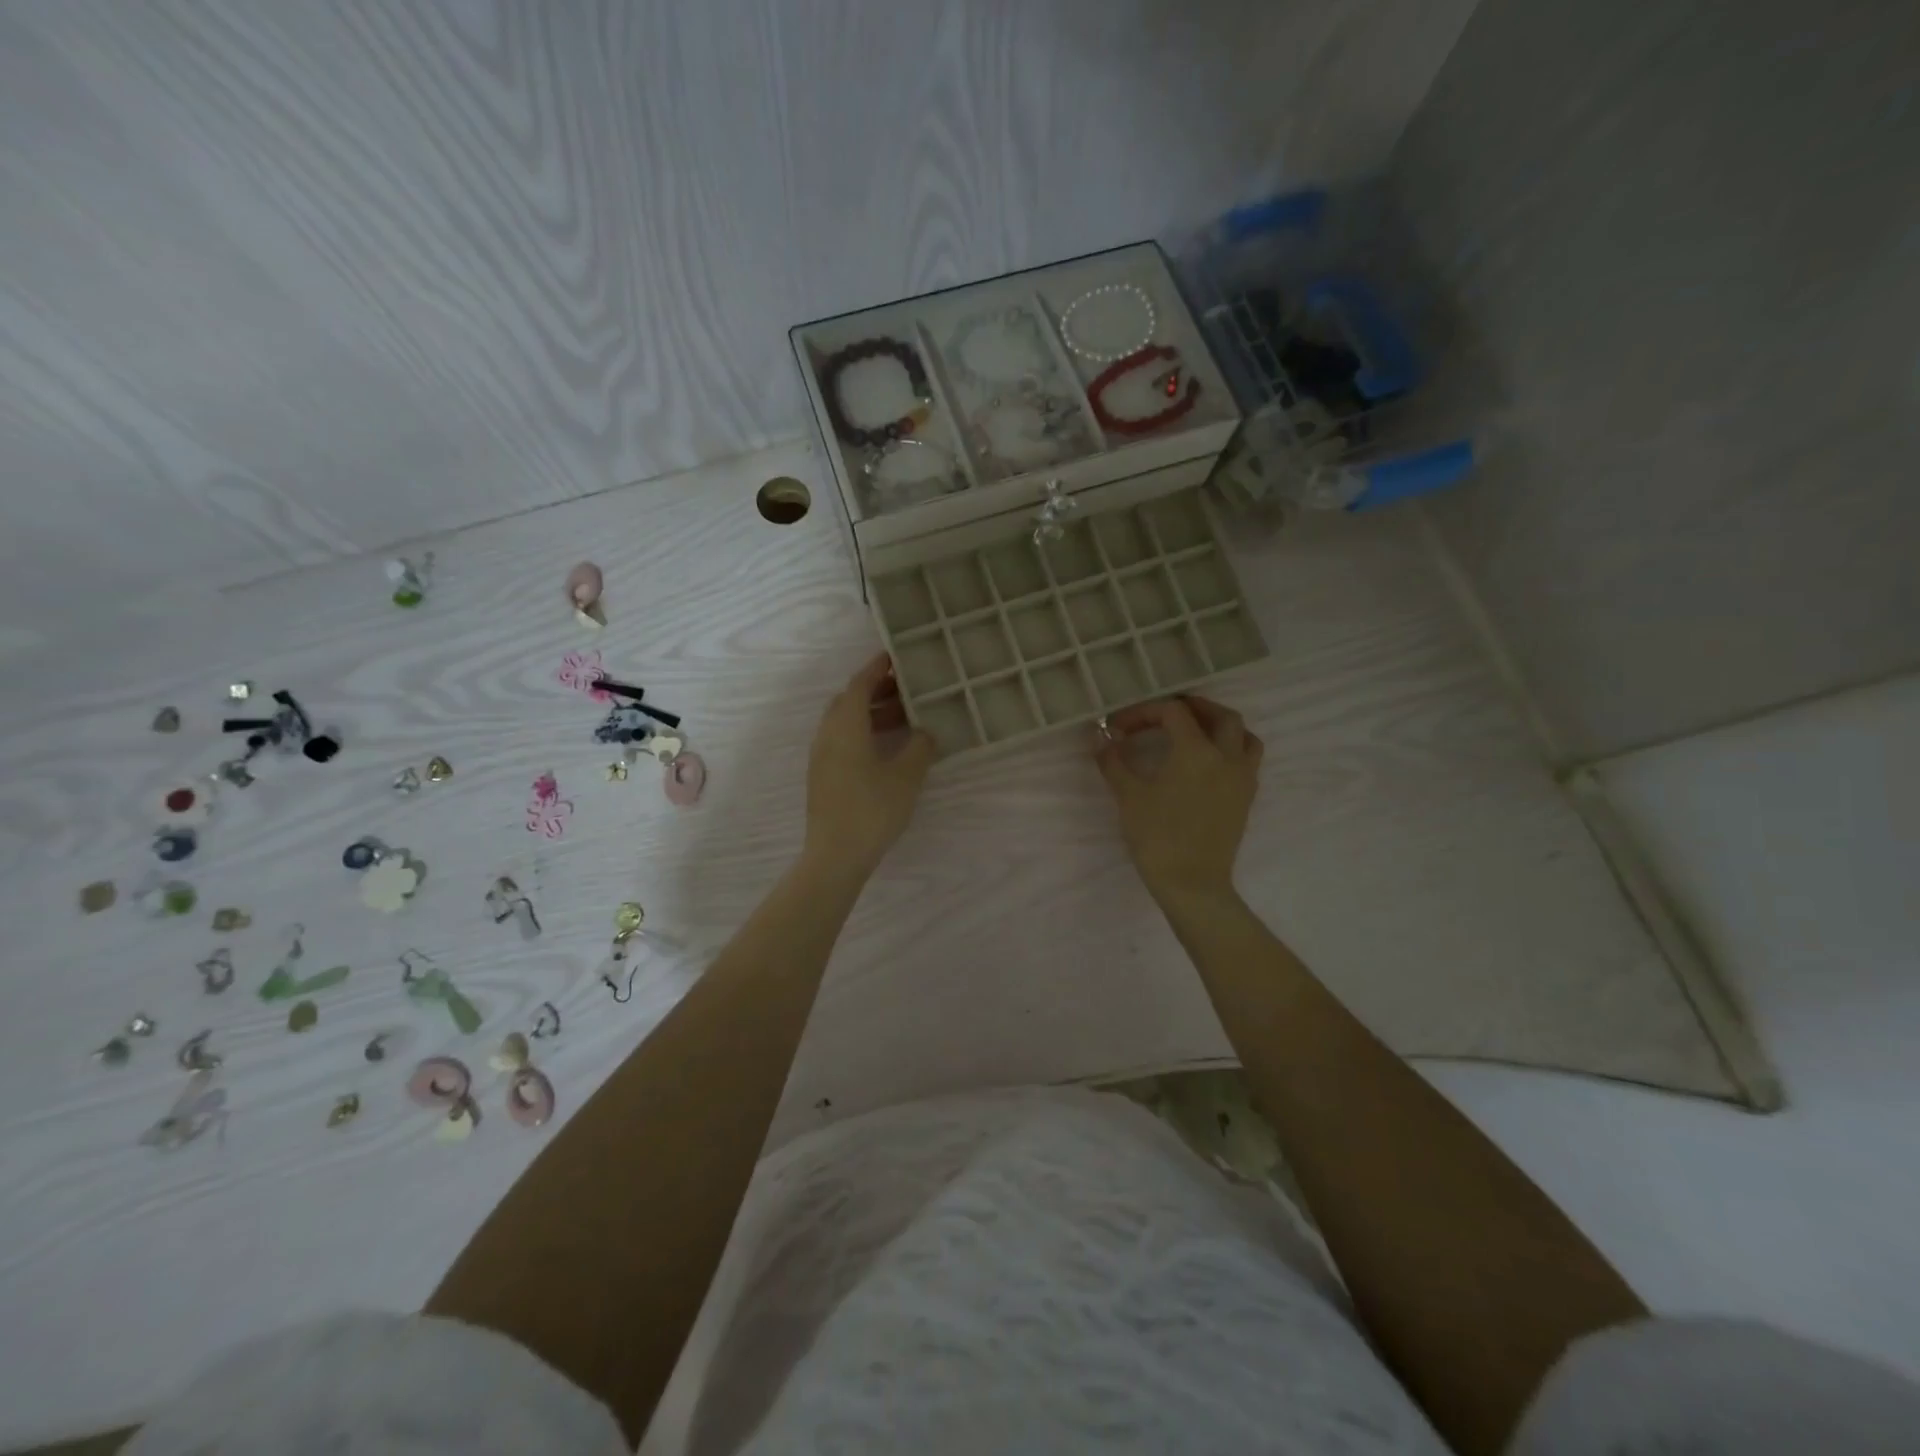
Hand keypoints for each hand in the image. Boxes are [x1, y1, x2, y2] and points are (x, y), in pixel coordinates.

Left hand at [803, 654, 937, 879]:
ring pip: (845, 722)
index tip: (895, 656)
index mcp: (845, 726)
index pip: (859, 684)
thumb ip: (921, 746)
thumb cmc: (873, 809)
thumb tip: (927, 730)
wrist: (836, 854)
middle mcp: (827, 734)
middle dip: (876, 690)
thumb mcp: (907, 775)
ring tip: (904, 715)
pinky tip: (887, 746)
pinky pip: (843, 739)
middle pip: (849, 700)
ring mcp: (822, 756)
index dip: (877, 668)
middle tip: (906, 687)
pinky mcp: (823, 775)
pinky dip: (864, 731)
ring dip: (871, 713)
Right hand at [1095, 695, 1261, 907]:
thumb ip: (1113, 761)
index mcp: (1196, 750)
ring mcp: (1242, 778)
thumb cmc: (1157, 837)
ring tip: (1196, 731)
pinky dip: (1231, 749)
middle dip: (1192, 708)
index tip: (1120, 728)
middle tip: (1165, 714)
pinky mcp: (1246, 798)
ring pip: (1243, 736)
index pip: (1173, 712)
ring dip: (1220, 725)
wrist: (1192, 883)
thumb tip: (1098, 736)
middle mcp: (1226, 757)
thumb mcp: (1128, 796)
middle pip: (1220, 716)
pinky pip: (1247, 760)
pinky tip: (1208, 762)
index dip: (1144, 712)